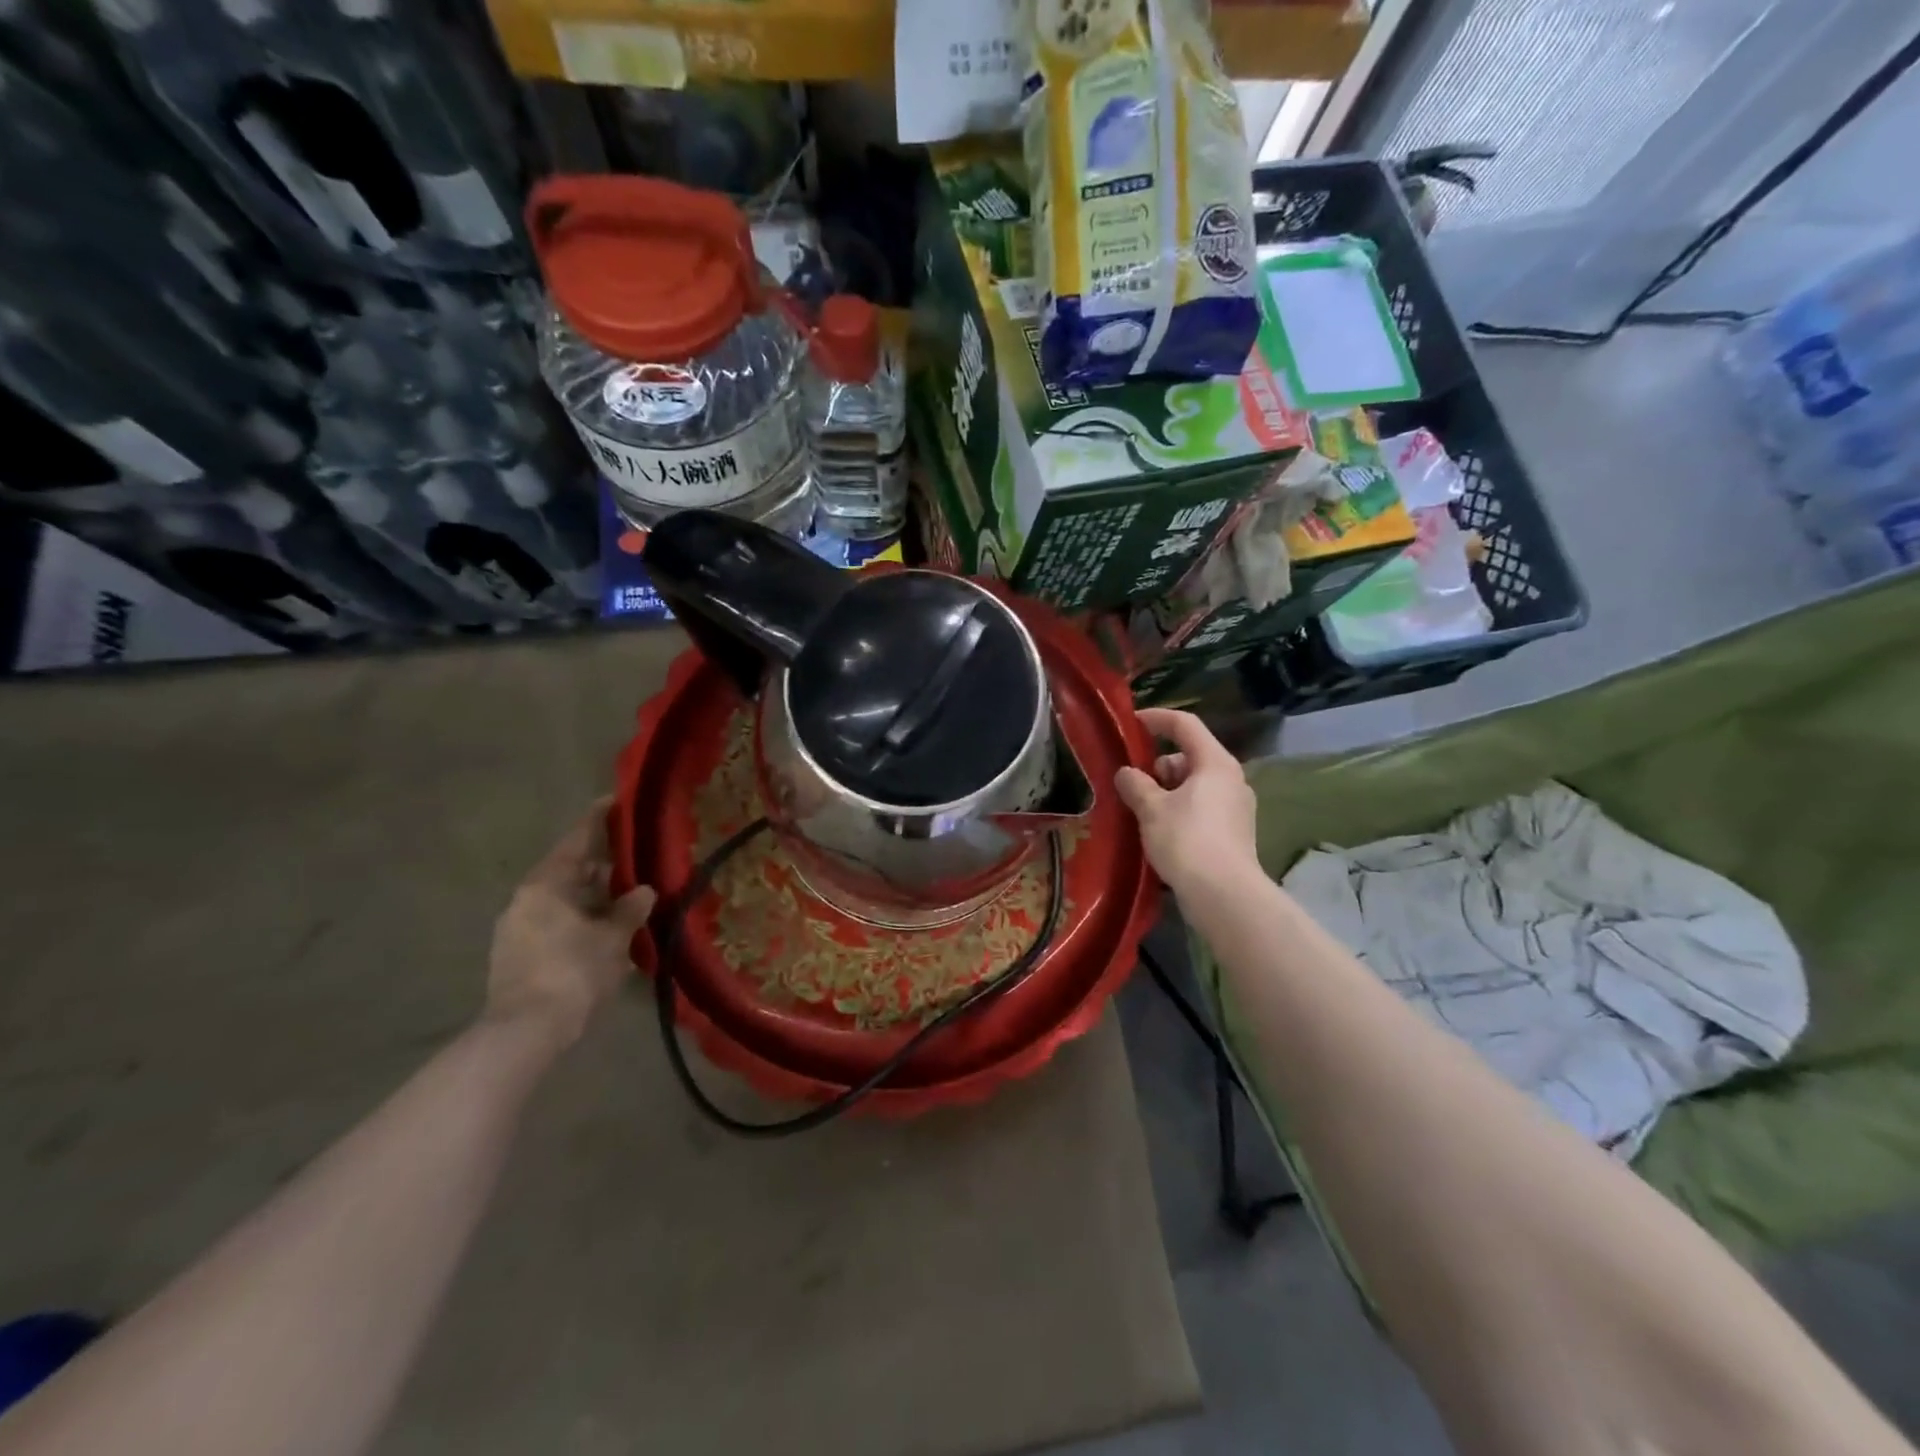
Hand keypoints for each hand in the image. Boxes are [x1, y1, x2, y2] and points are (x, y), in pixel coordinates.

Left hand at [486, 798, 656, 1050]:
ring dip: (593, 895)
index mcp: (546, 883)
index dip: (600, 818)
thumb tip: (643, 891)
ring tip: (627, 895)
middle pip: (570, 869)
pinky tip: (605, 929)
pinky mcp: (516, 954)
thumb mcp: (613, 938)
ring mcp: (516, 927)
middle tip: (636, 856)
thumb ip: (630, 909)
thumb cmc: (572, 972)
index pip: (578, 839)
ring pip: (563, 899)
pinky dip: (581, 917)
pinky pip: (555, 922)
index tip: (618, 800)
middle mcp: (526, 898)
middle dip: (603, 864)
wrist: (524, 1033)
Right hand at [1115, 708, 1258, 893]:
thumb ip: (1135, 784)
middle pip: (1190, 756)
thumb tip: (1126, 773)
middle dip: (1158, 765)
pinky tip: (1160, 831)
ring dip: (1167, 791)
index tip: (1131, 723)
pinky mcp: (1234, 832)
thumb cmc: (1187, 841)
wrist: (1224, 896)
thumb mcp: (1151, 809)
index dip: (1156, 718)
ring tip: (1142, 811)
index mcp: (1215, 763)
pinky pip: (1202, 807)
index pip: (1185, 724)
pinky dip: (1180, 810)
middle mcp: (1231, 779)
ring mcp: (1236, 807)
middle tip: (1133, 784)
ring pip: (1195, 784)